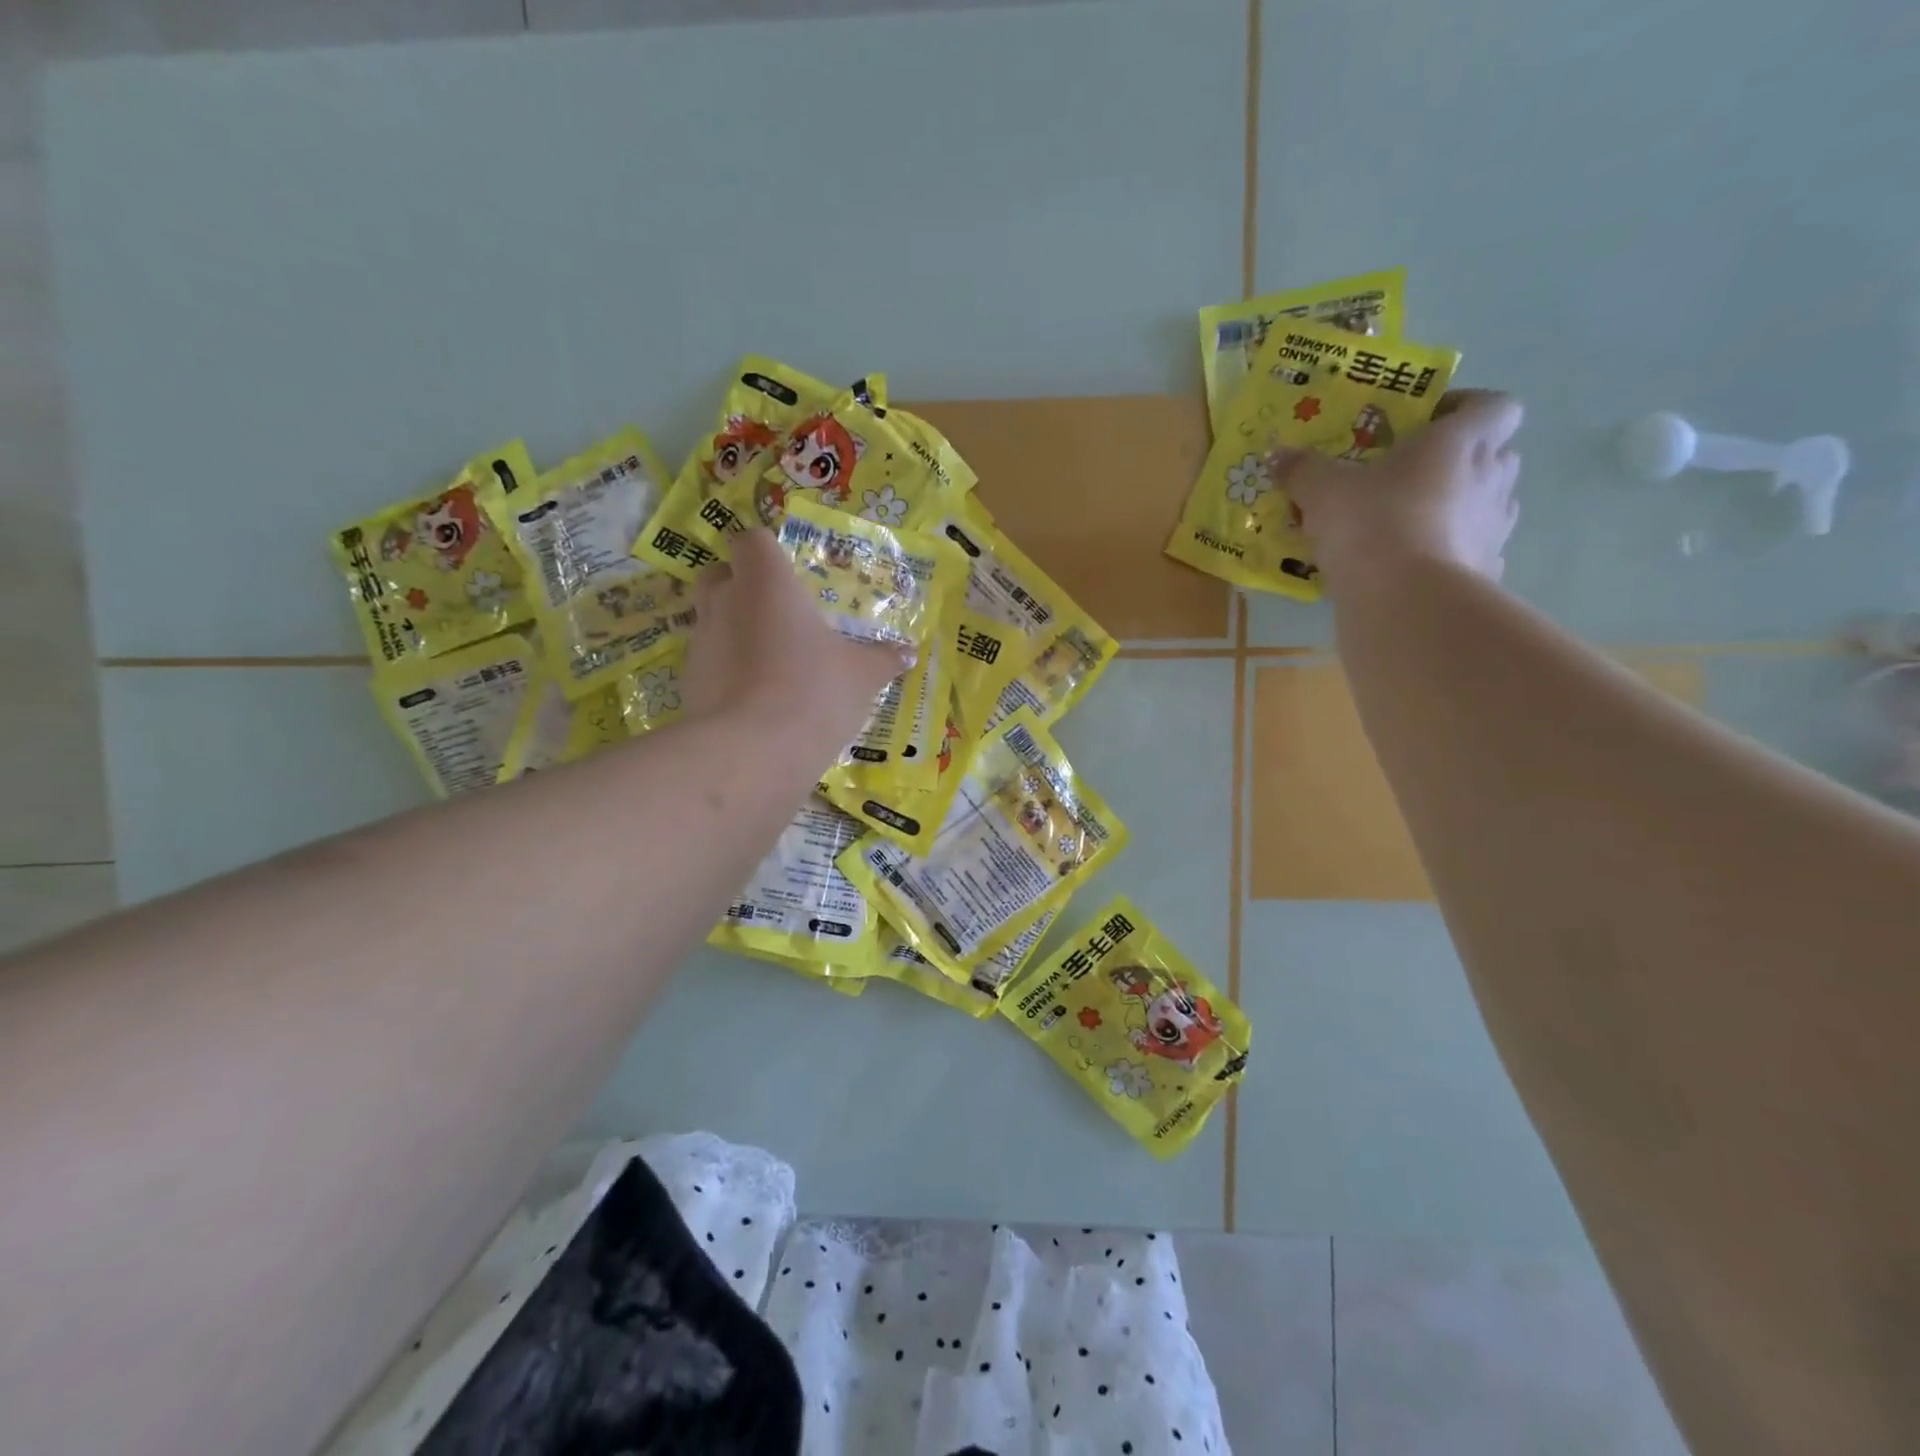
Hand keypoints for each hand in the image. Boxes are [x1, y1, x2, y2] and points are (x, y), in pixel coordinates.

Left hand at [680, 528, 911, 739]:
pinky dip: (726, 672)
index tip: (786, 572)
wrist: (753, 752)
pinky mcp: (687, 683)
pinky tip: (755, 699)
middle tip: (777, 613)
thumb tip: (908, 653)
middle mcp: (724, 601)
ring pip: (711, 621)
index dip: (766, 551)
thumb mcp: (862, 676)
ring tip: (771, 663)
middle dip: (741, 586)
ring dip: (734, 632)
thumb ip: (883, 659)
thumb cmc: (814, 691)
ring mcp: (700, 643)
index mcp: (766, 582)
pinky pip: (708, 664)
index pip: (752, 540)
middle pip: (719, 574)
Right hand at [1274, 389, 1523, 590]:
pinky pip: (1469, 552)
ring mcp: (1495, 527)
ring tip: (1404, 527)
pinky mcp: (1486, 571)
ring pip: (1483, 504)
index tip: (1426, 424)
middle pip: (1493, 454)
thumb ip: (1302, 470)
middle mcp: (1491, 477)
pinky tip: (1409, 569)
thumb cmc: (1372, 524)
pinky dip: (1446, 555)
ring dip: (1454, 509)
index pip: (1494, 405)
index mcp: (1461, 441)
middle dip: (1456, 462)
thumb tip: (1278, 456)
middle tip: (1406, 477)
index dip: (1465, 408)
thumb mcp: (1322, 491)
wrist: (1406, 601)